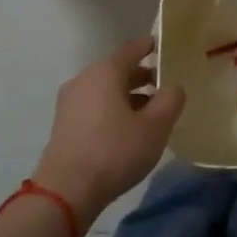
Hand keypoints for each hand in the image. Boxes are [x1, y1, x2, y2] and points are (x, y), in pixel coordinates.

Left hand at [32, 37, 185, 223]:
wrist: (66, 190)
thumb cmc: (115, 152)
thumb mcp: (156, 127)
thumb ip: (171, 100)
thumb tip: (173, 87)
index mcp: (106, 72)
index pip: (133, 49)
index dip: (151, 46)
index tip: (165, 48)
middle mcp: (84, 79)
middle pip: (118, 70)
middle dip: (142, 76)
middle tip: (164, 87)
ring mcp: (70, 102)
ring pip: (105, 89)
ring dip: (127, 96)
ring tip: (149, 113)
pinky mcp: (64, 124)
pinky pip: (94, 106)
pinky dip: (112, 109)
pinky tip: (125, 130)